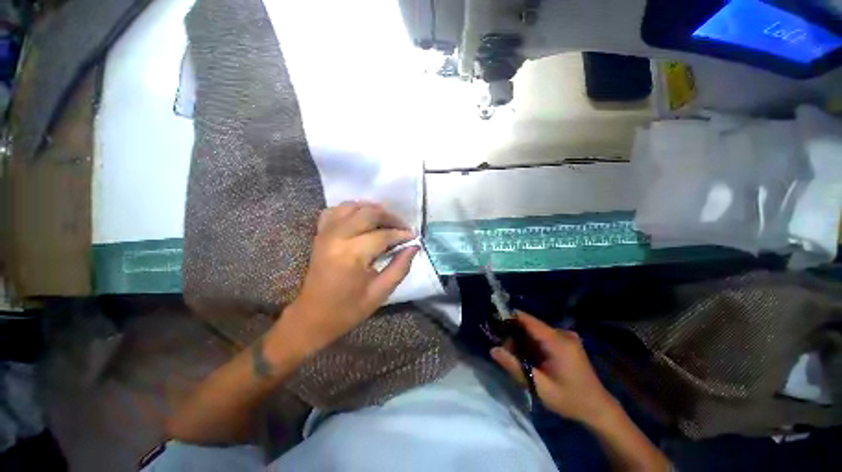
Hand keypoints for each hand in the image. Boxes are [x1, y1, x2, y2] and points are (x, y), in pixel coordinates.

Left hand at [272, 202, 418, 356]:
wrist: (313, 316)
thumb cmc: (348, 309)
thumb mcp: (380, 292)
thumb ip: (400, 267)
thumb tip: (414, 246)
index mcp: (352, 255)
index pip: (383, 235)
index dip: (401, 234)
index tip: (414, 236)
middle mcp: (337, 237)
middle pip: (368, 213)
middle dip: (390, 217)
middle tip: (403, 227)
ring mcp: (326, 233)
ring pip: (352, 206)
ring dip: (372, 209)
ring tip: (386, 221)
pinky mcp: (320, 234)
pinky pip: (335, 211)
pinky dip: (352, 210)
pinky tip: (362, 218)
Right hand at [491, 312, 617, 425]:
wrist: (598, 409)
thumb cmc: (570, 399)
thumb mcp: (540, 387)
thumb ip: (515, 367)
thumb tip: (493, 350)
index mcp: (557, 341)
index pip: (528, 320)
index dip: (509, 318)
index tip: (493, 324)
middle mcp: (562, 333)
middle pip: (529, 326)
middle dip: (514, 337)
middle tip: (506, 354)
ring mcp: (566, 337)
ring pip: (535, 332)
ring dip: (523, 342)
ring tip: (518, 360)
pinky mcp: (567, 342)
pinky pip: (543, 337)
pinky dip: (532, 345)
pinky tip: (531, 360)